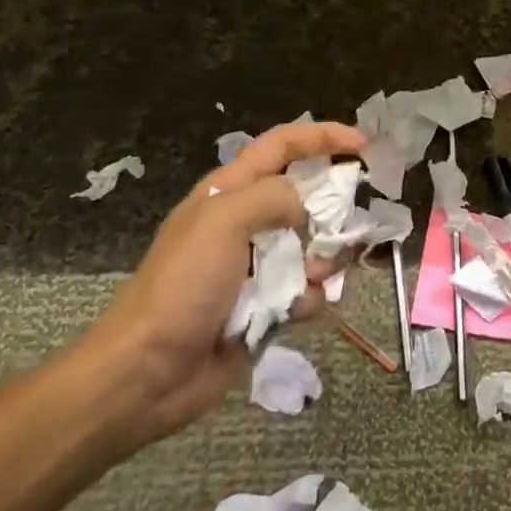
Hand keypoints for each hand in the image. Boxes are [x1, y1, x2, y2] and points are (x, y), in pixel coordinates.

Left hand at [79, 120, 366, 445]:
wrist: (147, 373)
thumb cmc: (182, 286)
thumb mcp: (223, 221)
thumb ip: (273, 197)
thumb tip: (306, 208)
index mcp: (229, 192)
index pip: (282, 146)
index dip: (323, 137)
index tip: (363, 146)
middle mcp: (244, 223)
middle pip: (305, 197)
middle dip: (331, 209)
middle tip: (347, 223)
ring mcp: (255, 266)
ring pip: (312, 246)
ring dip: (323, 259)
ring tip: (315, 275)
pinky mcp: (264, 306)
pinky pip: (305, 290)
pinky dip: (308, 297)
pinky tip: (297, 310)